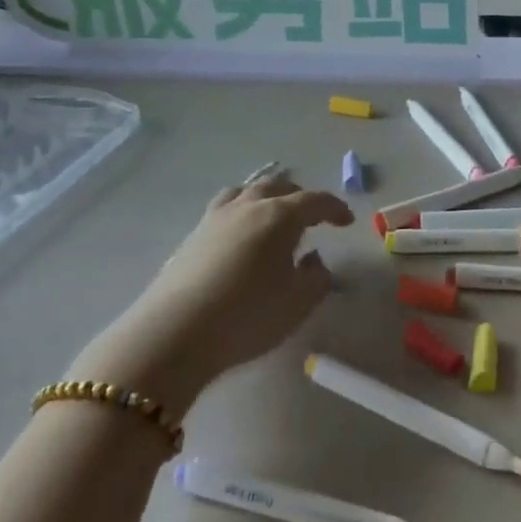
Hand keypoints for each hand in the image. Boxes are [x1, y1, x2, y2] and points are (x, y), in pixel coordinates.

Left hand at [71, 176, 353, 407]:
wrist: (174, 335)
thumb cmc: (248, 316)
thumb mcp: (299, 302)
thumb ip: (317, 277)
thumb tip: (313, 259)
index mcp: (280, 216)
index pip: (315, 200)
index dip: (335, 208)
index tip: (347, 222)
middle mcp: (248, 207)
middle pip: (279, 186)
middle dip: (300, 197)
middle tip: (313, 217)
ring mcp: (215, 219)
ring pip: (246, 191)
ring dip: (266, 197)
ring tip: (273, 216)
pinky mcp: (191, 237)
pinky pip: (224, 209)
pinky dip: (241, 212)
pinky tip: (241, 237)